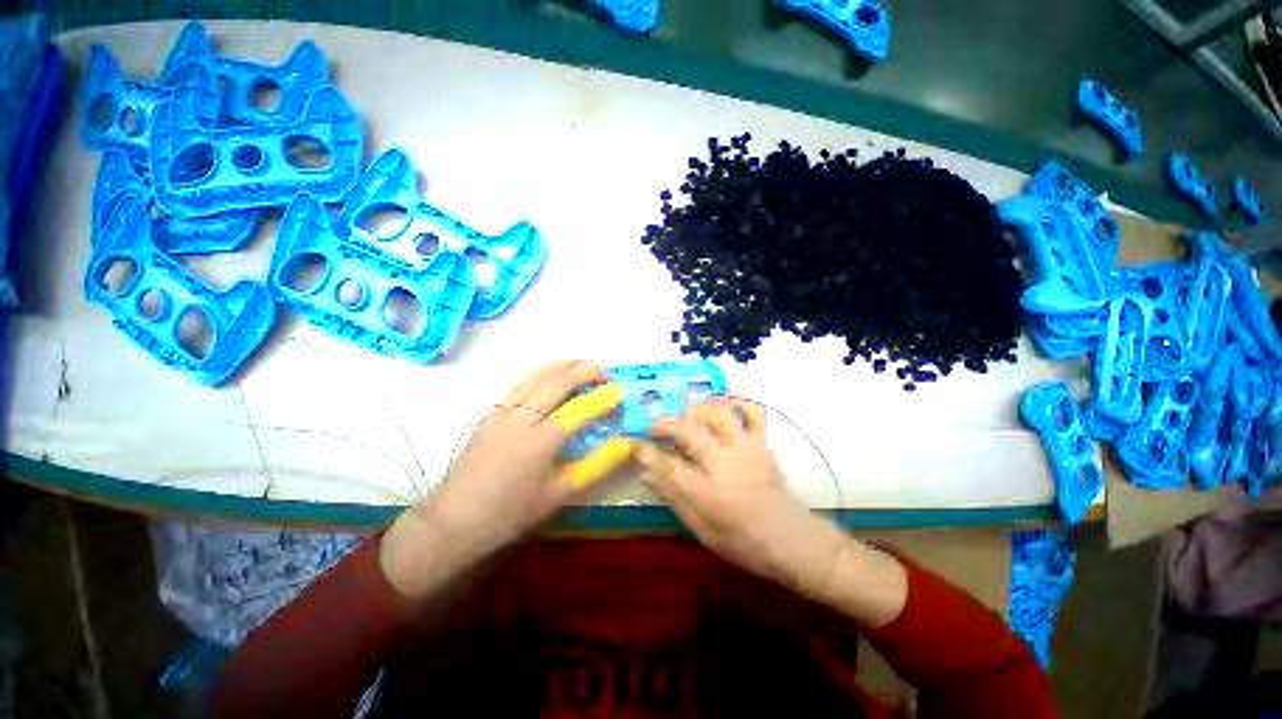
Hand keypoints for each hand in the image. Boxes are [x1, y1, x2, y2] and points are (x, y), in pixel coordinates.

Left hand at [380, 360, 631, 599]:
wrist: (457, 519)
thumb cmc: (513, 512)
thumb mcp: (561, 492)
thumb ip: (597, 465)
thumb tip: (625, 444)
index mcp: (538, 444)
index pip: (578, 410)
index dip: (602, 398)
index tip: (619, 391)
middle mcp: (519, 420)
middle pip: (556, 381)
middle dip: (585, 370)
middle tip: (604, 373)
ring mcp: (502, 412)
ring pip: (535, 376)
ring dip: (563, 365)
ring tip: (583, 363)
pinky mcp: (490, 412)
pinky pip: (521, 384)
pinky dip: (542, 373)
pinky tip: (551, 375)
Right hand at [637, 399, 907, 626]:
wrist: (793, 541)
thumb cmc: (744, 543)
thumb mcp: (702, 532)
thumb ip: (675, 498)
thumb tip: (647, 472)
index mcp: (710, 493)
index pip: (668, 466)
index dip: (647, 454)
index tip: (635, 446)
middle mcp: (726, 463)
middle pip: (689, 431)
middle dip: (665, 424)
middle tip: (654, 427)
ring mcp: (747, 448)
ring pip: (718, 413)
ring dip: (697, 410)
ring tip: (687, 418)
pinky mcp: (762, 443)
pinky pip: (753, 411)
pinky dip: (738, 401)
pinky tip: (725, 402)